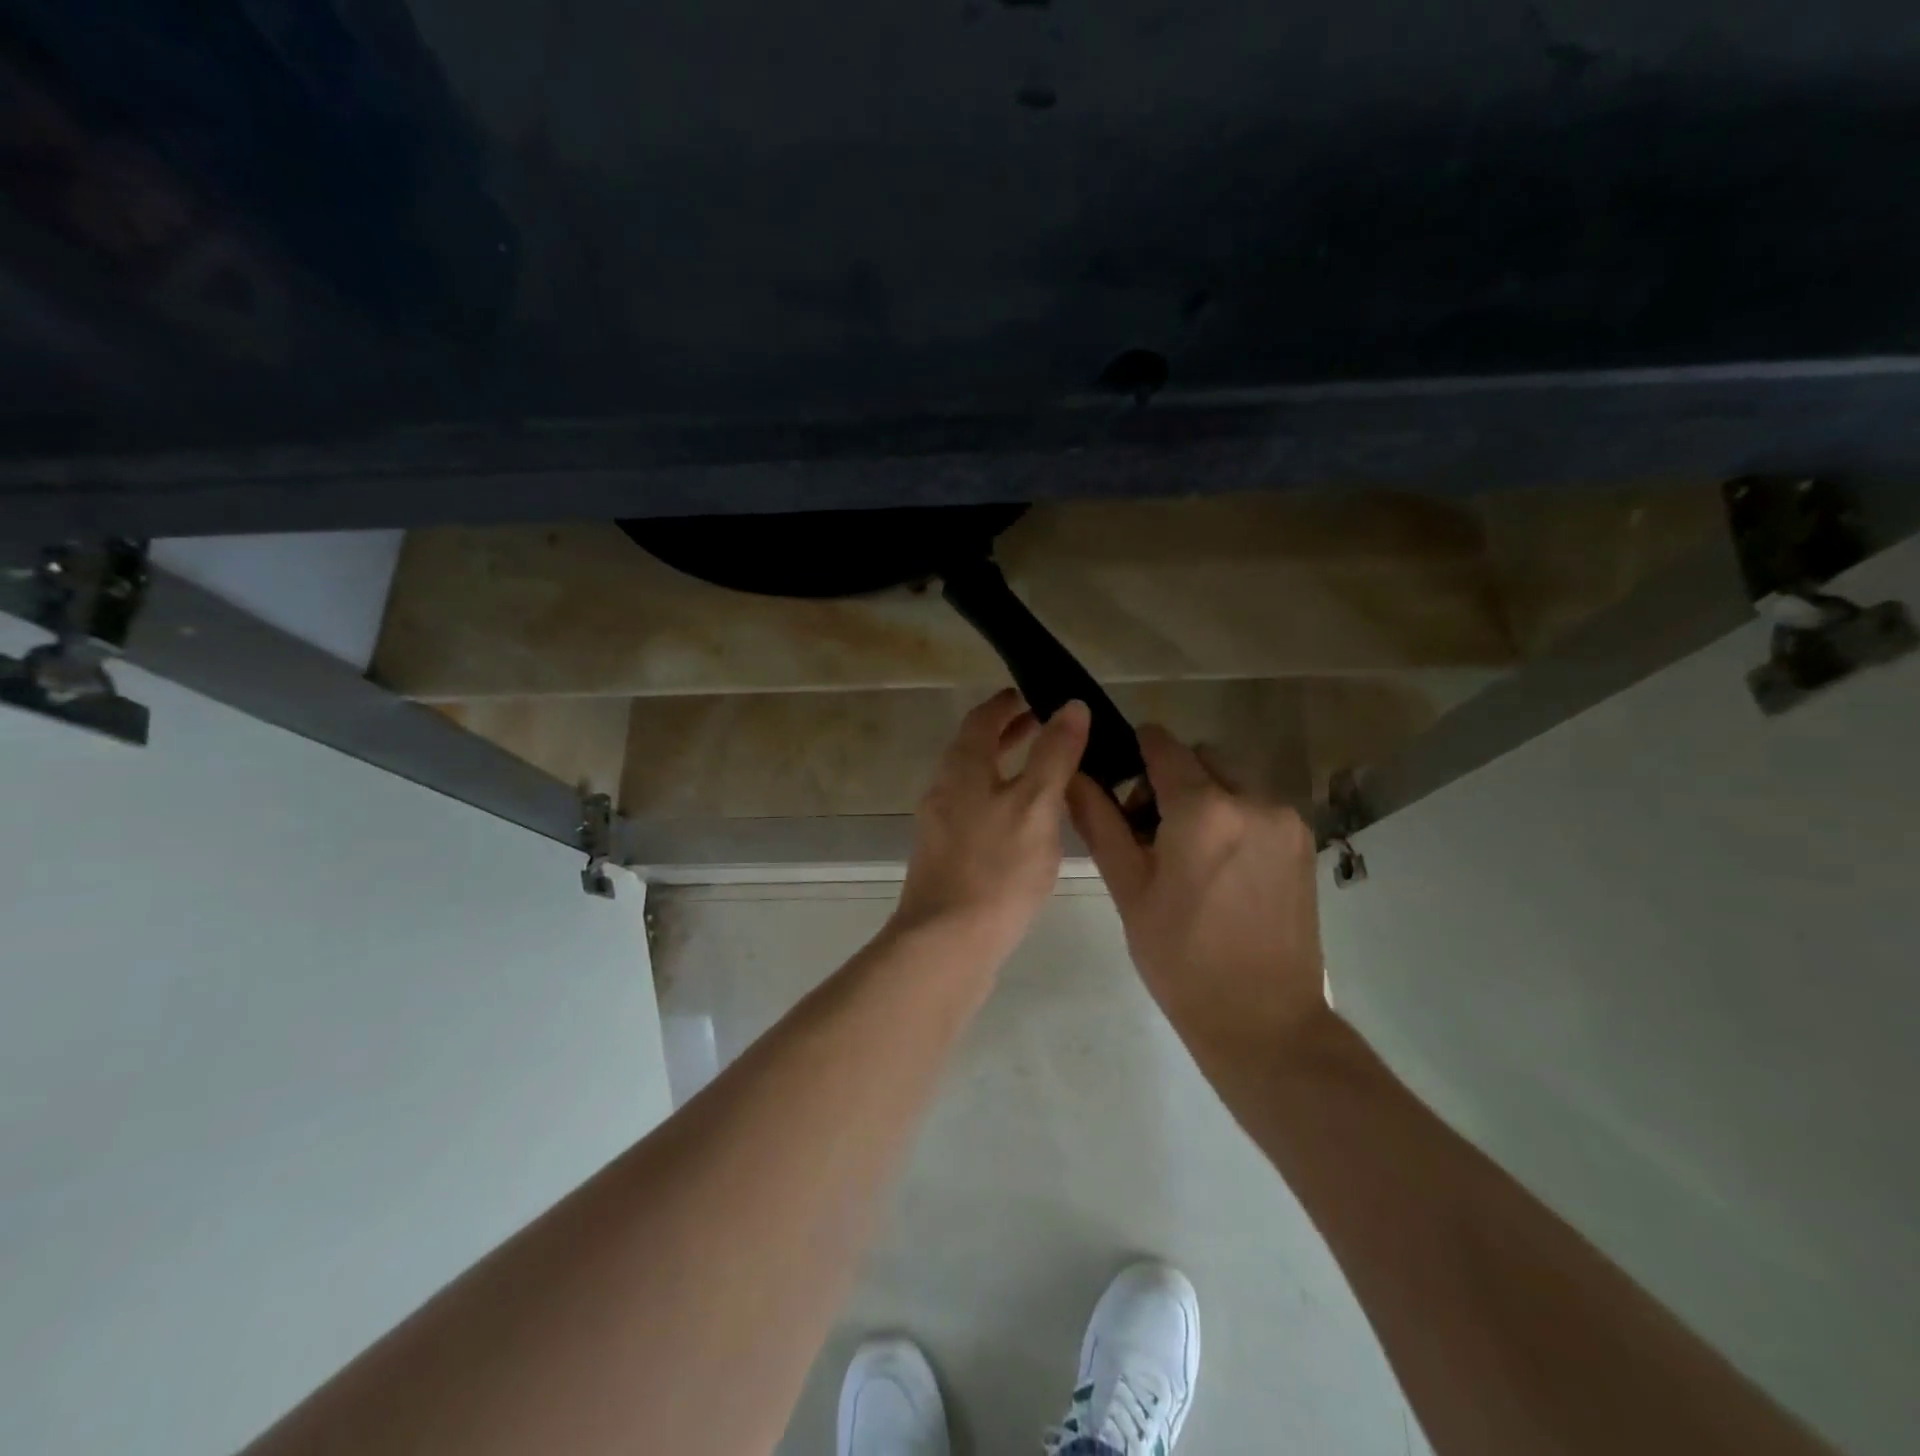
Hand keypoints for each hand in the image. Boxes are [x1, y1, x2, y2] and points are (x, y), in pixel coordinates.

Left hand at [891, 690, 1090, 964]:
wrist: (946, 943)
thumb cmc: (996, 868)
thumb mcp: (1036, 804)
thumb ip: (1054, 754)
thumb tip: (1071, 706)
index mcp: (962, 768)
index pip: (981, 719)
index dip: (1006, 704)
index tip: (1031, 695)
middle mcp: (943, 789)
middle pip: (974, 749)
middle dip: (1008, 735)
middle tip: (1044, 727)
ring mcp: (940, 826)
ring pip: (974, 783)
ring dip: (1005, 769)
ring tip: (1044, 775)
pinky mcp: (945, 858)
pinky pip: (974, 814)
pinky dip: (999, 802)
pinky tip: (1026, 826)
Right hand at [1067, 725, 1328, 1054]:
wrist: (1262, 1020)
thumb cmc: (1180, 959)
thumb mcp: (1129, 888)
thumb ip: (1100, 822)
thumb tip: (1073, 776)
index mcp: (1204, 809)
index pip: (1164, 745)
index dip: (1136, 749)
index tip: (1121, 776)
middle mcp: (1253, 799)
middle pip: (1201, 757)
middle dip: (1172, 776)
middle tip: (1150, 827)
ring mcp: (1286, 820)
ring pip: (1233, 778)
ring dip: (1206, 794)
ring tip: (1189, 849)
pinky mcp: (1304, 841)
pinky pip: (1259, 804)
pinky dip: (1234, 814)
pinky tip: (1221, 864)